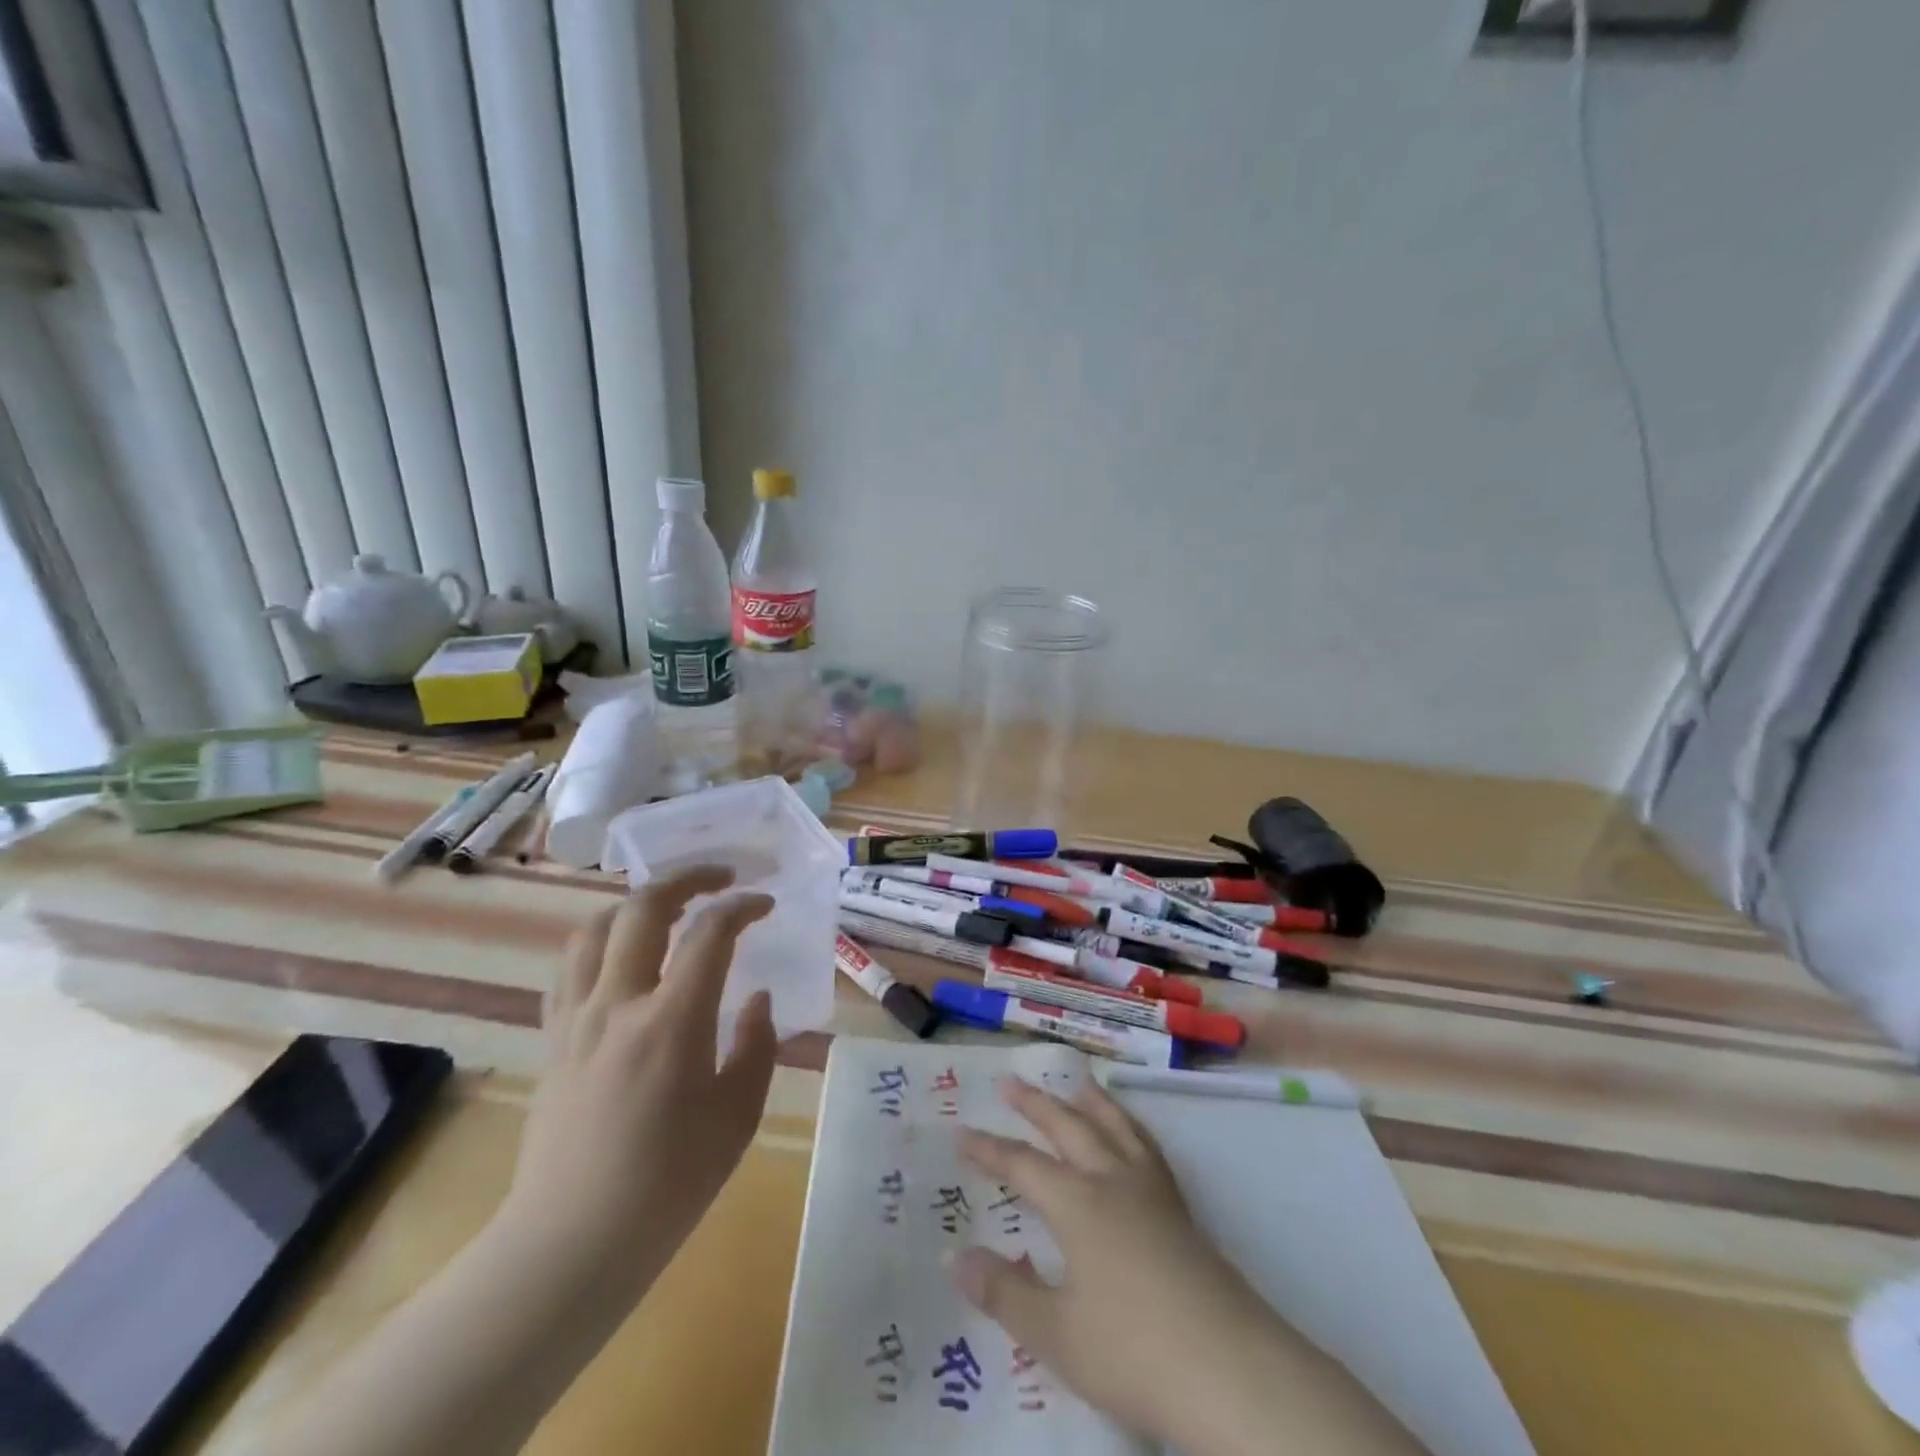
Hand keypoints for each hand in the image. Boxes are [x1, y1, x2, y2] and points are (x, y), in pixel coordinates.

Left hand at [494, 865, 776, 1298]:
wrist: (571, 1243)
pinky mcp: (552, 1040)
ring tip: (666, 908)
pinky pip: (569, 969)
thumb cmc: (669, 1184)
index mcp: (672, 1021)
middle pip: (643, 908)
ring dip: (635, 904)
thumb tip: (756, 999)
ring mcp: (576, 1019)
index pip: (709, 933)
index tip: (764, 903)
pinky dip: (599, 943)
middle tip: (719, 878)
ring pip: (594, 929)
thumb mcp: (737, 1116)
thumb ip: (755, 1046)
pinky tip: (619, 958)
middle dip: (686, 879)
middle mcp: (618, 1004)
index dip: (742, 906)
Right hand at [953, 1079, 1325, 1453]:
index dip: (989, 1150)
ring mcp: (1152, 1190)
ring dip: (1090, 1101)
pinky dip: (1130, 1126)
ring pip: (1114, 1127)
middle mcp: (1112, 1180)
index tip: (961, 1133)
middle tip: (1009, 1080)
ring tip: (1077, 1080)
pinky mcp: (1181, 1208)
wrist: (1230, 1369)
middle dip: (1035, 1104)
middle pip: (1068, 1127)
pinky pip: (1146, 1146)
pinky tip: (1130, 1132)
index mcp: (1077, 1203)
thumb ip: (1003, 1292)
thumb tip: (954, 1255)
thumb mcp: (1055, 1334)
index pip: (1022, 1165)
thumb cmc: (1133, 1350)